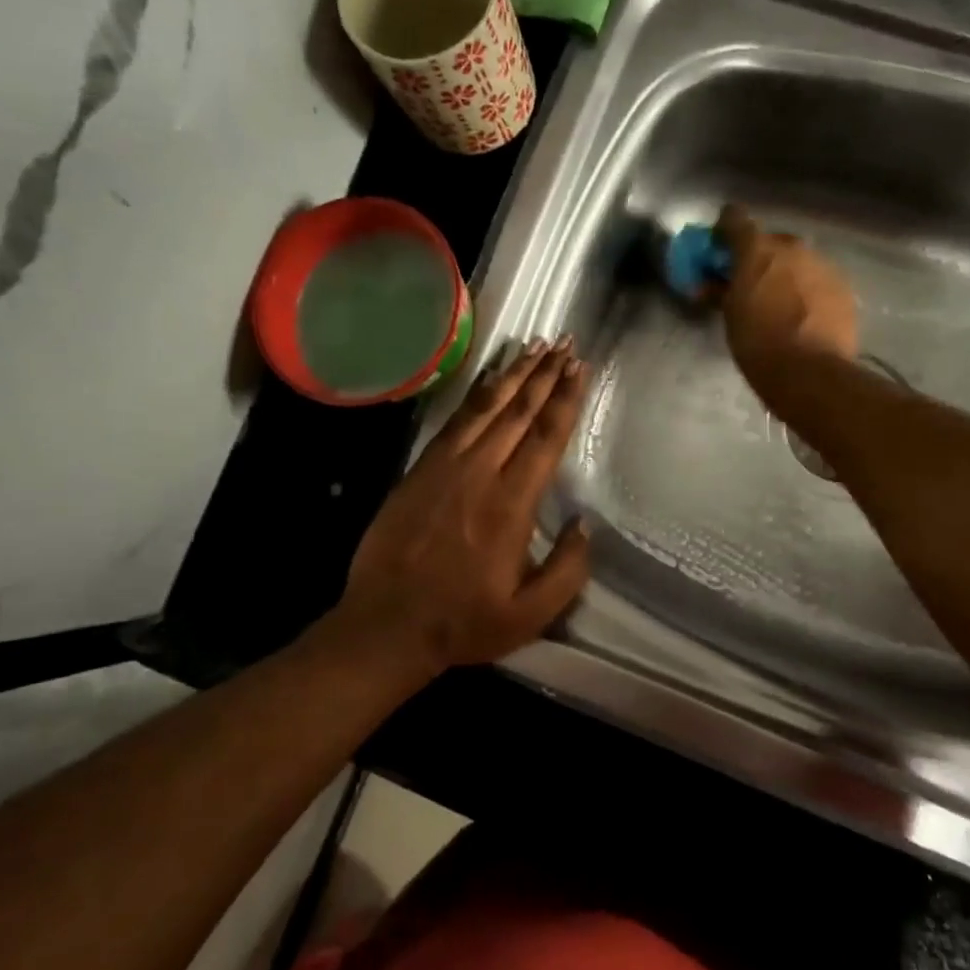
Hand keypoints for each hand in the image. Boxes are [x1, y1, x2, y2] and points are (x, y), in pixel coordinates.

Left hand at [334, 339, 591, 672]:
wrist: (386, 625)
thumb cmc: (464, 622)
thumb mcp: (530, 614)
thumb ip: (567, 570)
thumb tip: (583, 524)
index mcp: (511, 505)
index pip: (545, 438)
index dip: (565, 399)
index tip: (580, 368)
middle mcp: (480, 473)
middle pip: (518, 412)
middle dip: (545, 375)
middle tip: (567, 344)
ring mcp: (445, 467)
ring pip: (485, 407)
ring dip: (513, 374)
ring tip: (535, 347)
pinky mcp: (420, 469)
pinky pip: (455, 420)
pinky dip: (476, 394)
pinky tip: (490, 379)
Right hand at [715, 204, 859, 393]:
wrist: (810, 373)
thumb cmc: (758, 344)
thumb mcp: (730, 317)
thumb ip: (722, 292)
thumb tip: (712, 285)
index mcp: (757, 250)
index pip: (735, 219)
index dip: (725, 229)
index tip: (719, 245)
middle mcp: (792, 247)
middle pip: (771, 242)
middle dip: (760, 257)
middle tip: (752, 283)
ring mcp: (822, 265)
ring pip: (799, 261)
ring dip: (787, 274)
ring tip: (781, 304)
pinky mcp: (843, 287)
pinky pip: (819, 280)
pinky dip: (809, 291)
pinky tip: (805, 316)